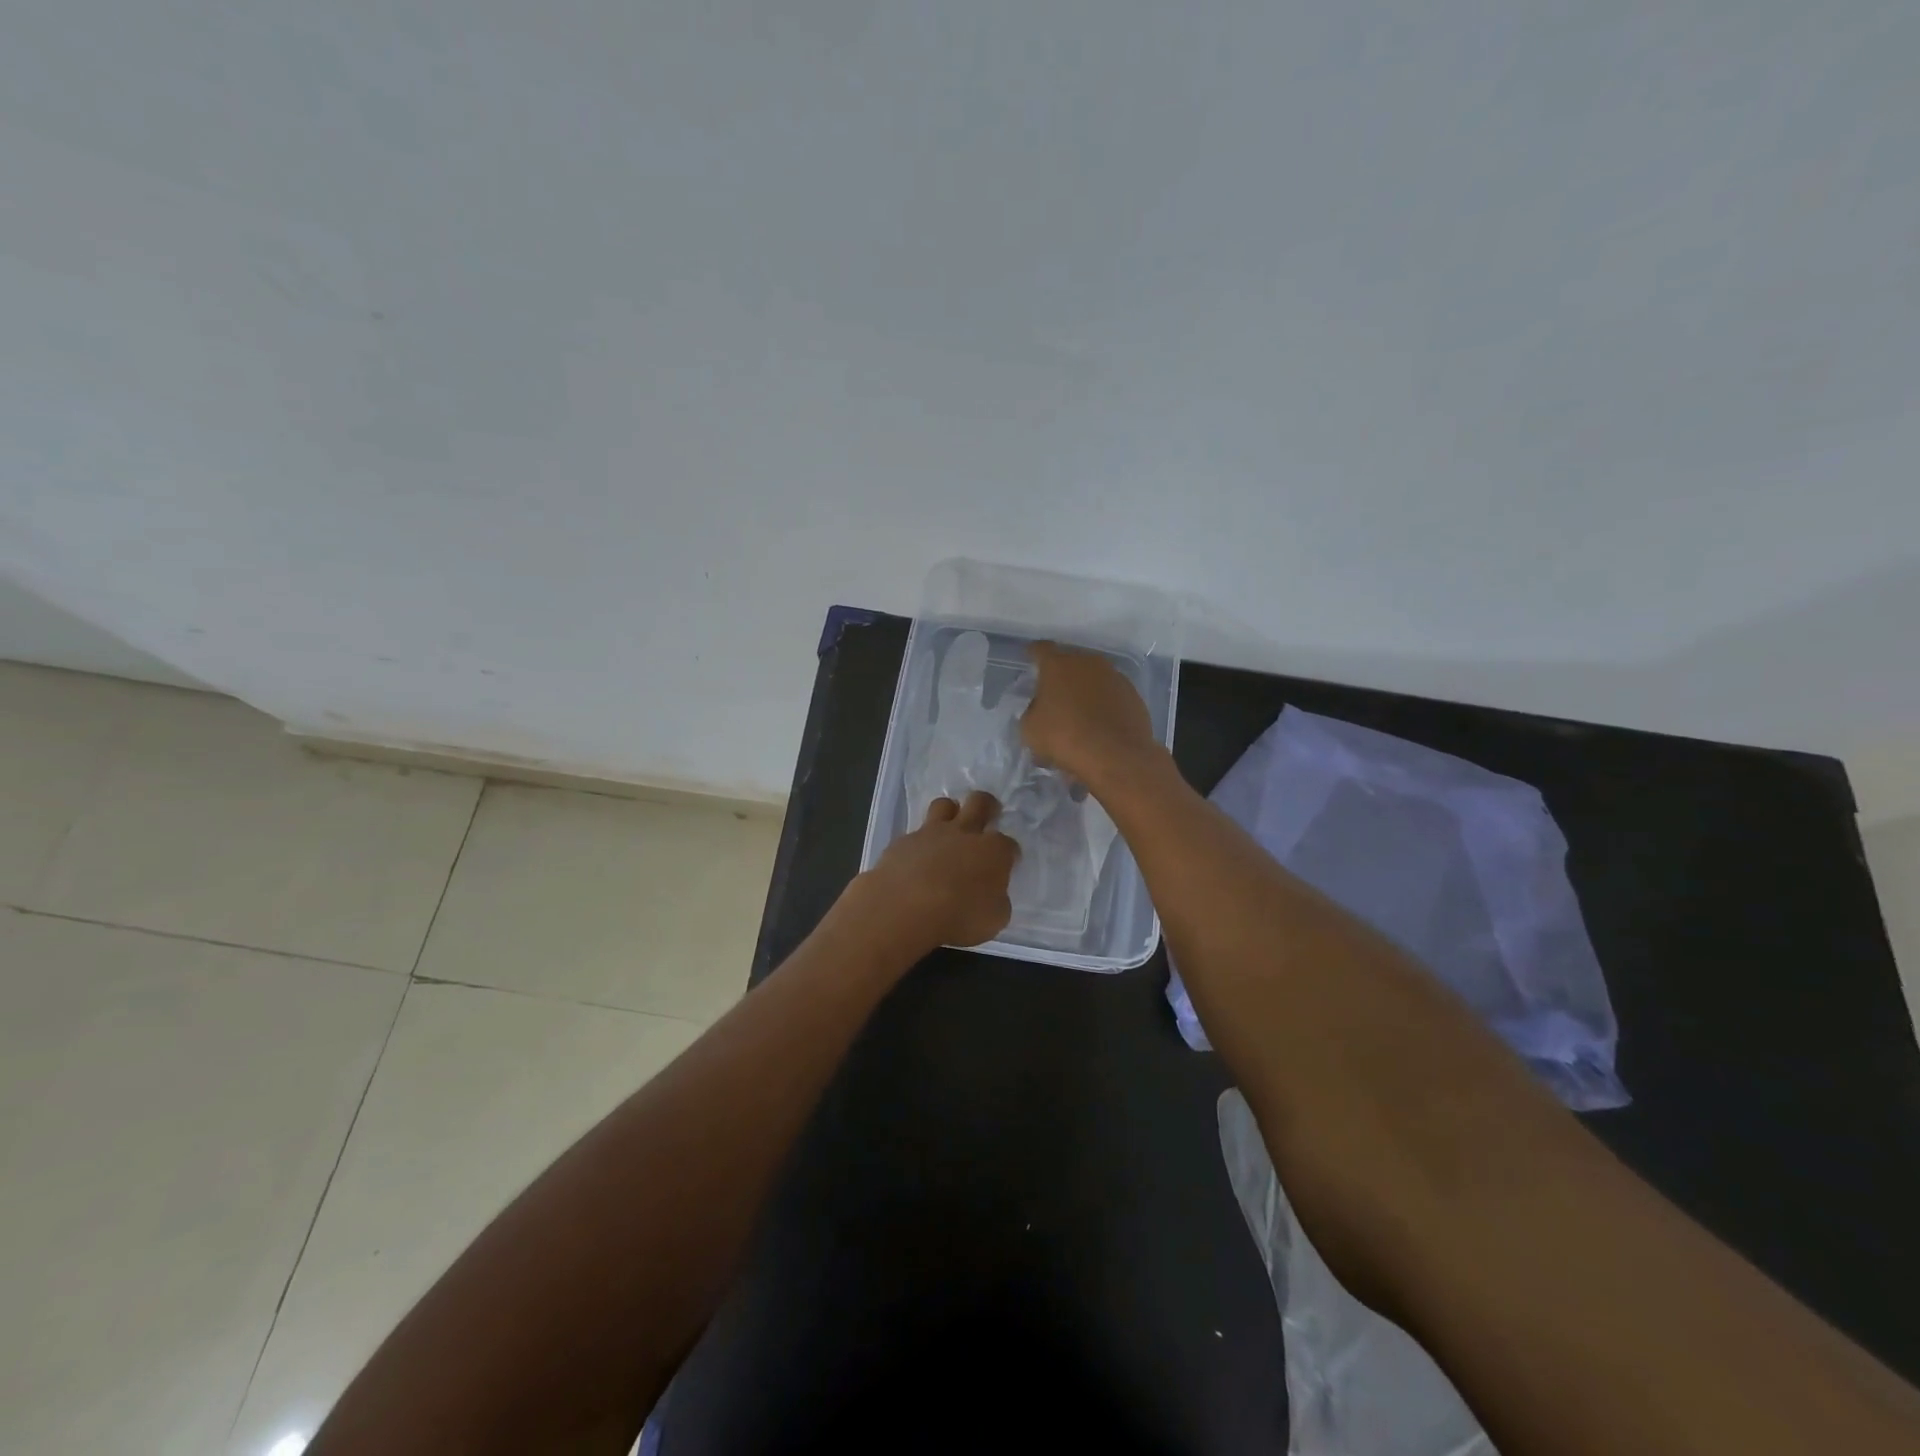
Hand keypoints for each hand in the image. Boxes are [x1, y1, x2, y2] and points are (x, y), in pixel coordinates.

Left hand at [854, 791, 1018, 950]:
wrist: (905, 909)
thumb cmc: (959, 917)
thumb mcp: (994, 919)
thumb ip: (996, 899)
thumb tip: (991, 893)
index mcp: (993, 851)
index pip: (1009, 844)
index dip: (1010, 853)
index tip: (1007, 864)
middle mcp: (964, 833)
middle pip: (980, 803)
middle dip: (987, 805)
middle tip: (986, 815)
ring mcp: (931, 833)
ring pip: (944, 805)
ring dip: (949, 813)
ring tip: (948, 829)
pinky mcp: (903, 842)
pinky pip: (915, 834)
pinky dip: (919, 844)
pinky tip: (916, 861)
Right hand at [1020, 641, 1160, 787]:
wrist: (1115, 756)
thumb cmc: (1064, 737)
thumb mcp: (1030, 728)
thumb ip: (1033, 710)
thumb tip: (1041, 708)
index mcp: (1058, 664)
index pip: (1041, 649)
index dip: (1034, 653)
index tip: (1030, 658)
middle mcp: (1088, 662)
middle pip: (1070, 660)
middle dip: (1061, 673)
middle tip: (1053, 691)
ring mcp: (1114, 676)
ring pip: (1093, 676)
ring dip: (1085, 687)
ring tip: (1079, 710)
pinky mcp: (1133, 695)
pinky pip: (1111, 694)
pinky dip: (1104, 703)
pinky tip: (1100, 722)